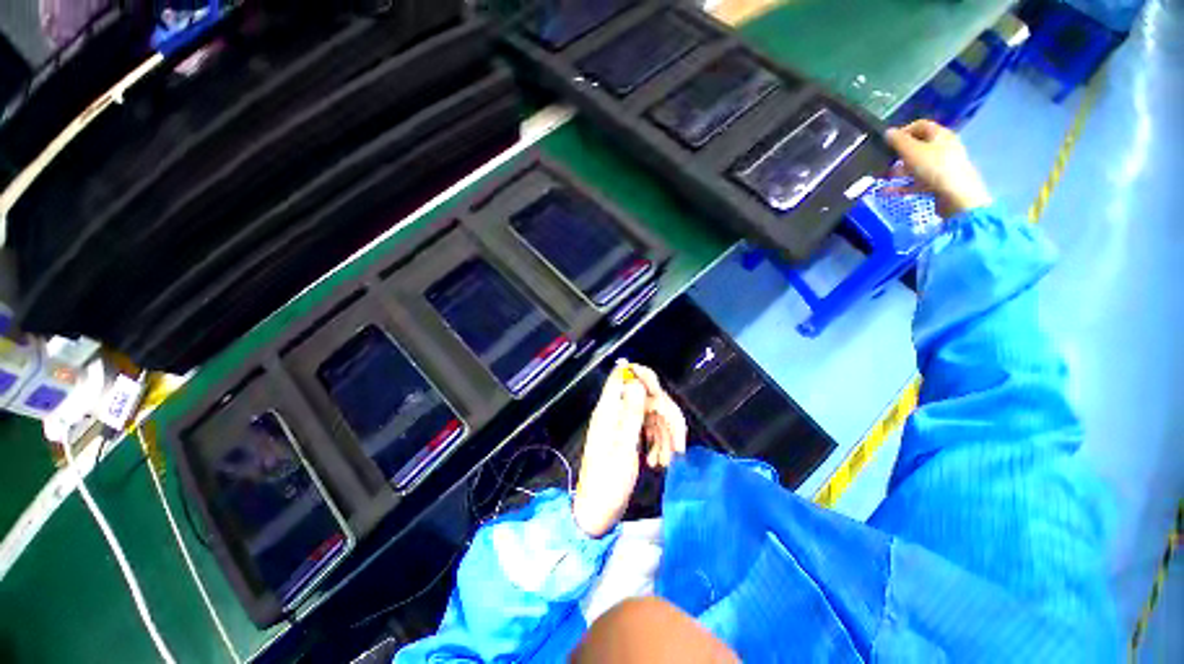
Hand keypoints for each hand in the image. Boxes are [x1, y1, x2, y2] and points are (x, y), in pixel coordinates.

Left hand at [572, 363, 685, 536]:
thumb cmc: (607, 482)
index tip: (659, 394)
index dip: (642, 375)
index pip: (621, 375)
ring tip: (667, 460)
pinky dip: (659, 441)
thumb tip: (635, 381)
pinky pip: (650, 428)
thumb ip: (630, 412)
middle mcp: (616, 411)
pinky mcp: (629, 436)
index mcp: (609, 409)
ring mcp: (623, 424)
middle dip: (666, 417)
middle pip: (647, 396)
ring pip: (653, 413)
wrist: (598, 513)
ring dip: (665, 434)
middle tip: (678, 445)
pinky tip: (659, 460)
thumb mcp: (623, 447)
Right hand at [884, 119, 992, 217]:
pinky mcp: (938, 183)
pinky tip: (888, 192)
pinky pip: (917, 182)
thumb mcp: (912, 151)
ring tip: (884, 178)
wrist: (956, 196)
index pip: (920, 126)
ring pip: (916, 165)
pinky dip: (903, 186)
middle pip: (918, 146)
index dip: (903, 131)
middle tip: (885, 162)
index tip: (888, 142)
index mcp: (940, 135)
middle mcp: (943, 148)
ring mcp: (941, 166)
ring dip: (899, 171)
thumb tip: (888, 132)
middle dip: (899, 155)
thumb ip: (898, 141)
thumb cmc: (935, 168)